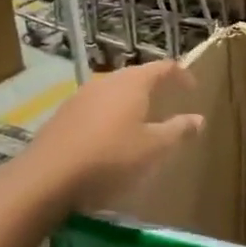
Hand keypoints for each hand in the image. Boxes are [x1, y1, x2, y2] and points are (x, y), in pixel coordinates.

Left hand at [19, 61, 204, 211]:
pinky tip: (112, 138)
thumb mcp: (154, 148)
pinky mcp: (63, 116)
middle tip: (170, 103)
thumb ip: (178, 130)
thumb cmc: (110, 158)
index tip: (193, 89)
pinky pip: (96, 108)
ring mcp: (80, 97)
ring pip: (114, 92)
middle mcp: (105, 82)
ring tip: (142, 122)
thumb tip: (198, 119)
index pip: (163, 67)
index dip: (181, 75)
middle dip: (155, 88)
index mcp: (131, 83)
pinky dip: (111, 115)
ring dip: (131, 102)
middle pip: (136, 76)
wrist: (47, 179)